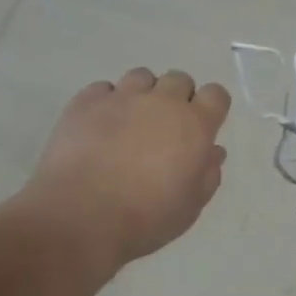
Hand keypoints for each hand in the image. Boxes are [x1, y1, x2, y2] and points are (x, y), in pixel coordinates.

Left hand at [22, 68, 231, 268]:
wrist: (80, 217)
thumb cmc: (145, 218)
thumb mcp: (189, 207)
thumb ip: (207, 175)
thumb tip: (212, 152)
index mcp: (193, 125)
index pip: (216, 94)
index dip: (210, 108)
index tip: (200, 128)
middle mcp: (161, 101)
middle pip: (179, 80)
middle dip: (177, 98)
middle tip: (164, 129)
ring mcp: (121, 97)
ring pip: (141, 76)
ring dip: (143, 94)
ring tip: (130, 124)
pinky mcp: (85, 102)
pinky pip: (103, 89)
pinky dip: (106, 102)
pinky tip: (99, 127)